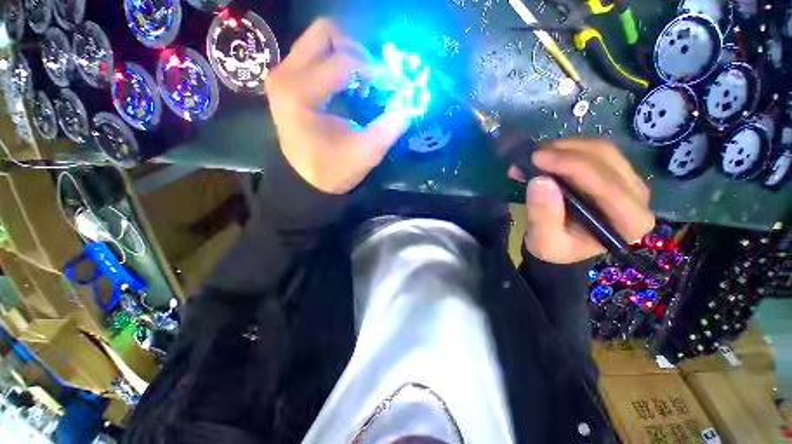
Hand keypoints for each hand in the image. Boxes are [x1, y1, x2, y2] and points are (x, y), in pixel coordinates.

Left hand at [265, 19, 410, 193]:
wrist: (306, 180)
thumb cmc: (333, 170)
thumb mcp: (365, 154)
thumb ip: (388, 129)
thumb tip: (409, 105)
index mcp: (300, 95)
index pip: (344, 63)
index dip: (376, 71)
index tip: (395, 85)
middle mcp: (285, 75)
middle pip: (326, 33)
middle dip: (358, 52)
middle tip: (374, 79)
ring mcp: (282, 75)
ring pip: (319, 41)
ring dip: (348, 56)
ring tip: (363, 84)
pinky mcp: (286, 79)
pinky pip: (313, 54)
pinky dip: (336, 63)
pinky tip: (348, 86)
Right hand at [509, 139, 654, 263]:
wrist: (562, 244)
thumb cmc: (556, 247)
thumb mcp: (544, 241)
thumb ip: (543, 215)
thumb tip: (540, 180)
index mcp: (628, 222)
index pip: (606, 185)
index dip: (571, 166)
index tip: (536, 159)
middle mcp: (638, 198)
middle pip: (606, 161)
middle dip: (565, 153)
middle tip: (531, 156)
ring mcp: (630, 182)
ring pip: (602, 150)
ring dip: (565, 148)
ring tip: (534, 156)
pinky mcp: (617, 173)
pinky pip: (596, 150)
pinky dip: (568, 149)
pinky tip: (547, 156)